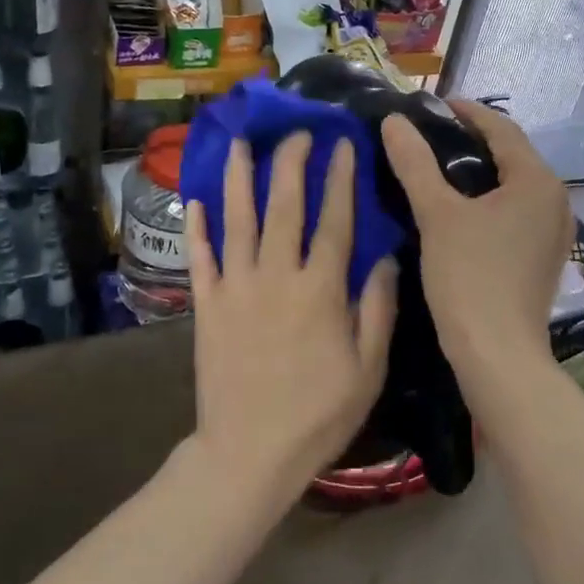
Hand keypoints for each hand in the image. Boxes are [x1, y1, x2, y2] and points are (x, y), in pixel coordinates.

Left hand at [185, 133, 396, 496]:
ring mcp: (235, 288)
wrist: (249, 453)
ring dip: (238, 177)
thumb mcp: (368, 368)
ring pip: (237, 220)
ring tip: (240, 142)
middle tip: (296, 130)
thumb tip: (388, 257)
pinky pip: (200, 258)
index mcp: (320, 289)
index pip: (334, 220)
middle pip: (284, 206)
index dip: (339, 178)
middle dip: (290, 162)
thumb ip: (378, 308)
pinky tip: (196, 200)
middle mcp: (276, 276)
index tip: (341, 145)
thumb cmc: (318, 415)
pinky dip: (197, 228)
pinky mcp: (206, 306)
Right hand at [381, 100, 573, 386]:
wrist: (498, 355)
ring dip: (483, 171)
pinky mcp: (545, 257)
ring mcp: (555, 232)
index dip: (468, 112)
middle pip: (513, 155)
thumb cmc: (469, 277)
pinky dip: (492, 200)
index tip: (434, 105)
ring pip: (516, 185)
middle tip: (432, 135)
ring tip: (442, 168)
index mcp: (537, 181)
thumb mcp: (436, 214)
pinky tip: (463, 209)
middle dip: (474, 140)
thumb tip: (394, 122)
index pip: (502, 129)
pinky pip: (518, 211)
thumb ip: (415, 163)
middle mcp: (556, 200)